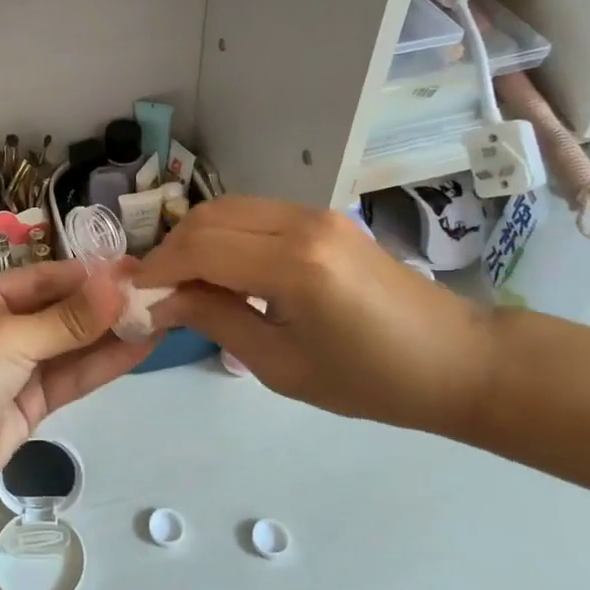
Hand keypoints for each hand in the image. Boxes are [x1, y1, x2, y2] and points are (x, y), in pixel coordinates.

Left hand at [0, 261, 153, 506]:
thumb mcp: (9, 337)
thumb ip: (67, 319)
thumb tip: (120, 285)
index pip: (44, 278)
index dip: (89, 274)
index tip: (135, 268)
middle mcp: (0, 328)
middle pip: (61, 311)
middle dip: (105, 304)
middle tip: (159, 293)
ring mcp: (16, 368)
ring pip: (71, 346)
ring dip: (112, 333)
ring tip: (162, 316)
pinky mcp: (30, 404)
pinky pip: (71, 377)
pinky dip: (103, 363)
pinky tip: (140, 348)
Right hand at [134, 197, 494, 434]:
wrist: (456, 361)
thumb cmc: (371, 381)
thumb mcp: (280, 364)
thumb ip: (215, 319)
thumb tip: (159, 301)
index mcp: (294, 265)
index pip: (199, 247)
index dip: (158, 270)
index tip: (133, 298)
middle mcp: (300, 223)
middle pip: (207, 217)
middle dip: (170, 251)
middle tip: (155, 292)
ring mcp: (313, 213)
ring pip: (227, 209)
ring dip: (194, 240)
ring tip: (183, 282)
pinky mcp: (321, 216)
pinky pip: (253, 214)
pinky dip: (223, 235)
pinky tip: (221, 269)